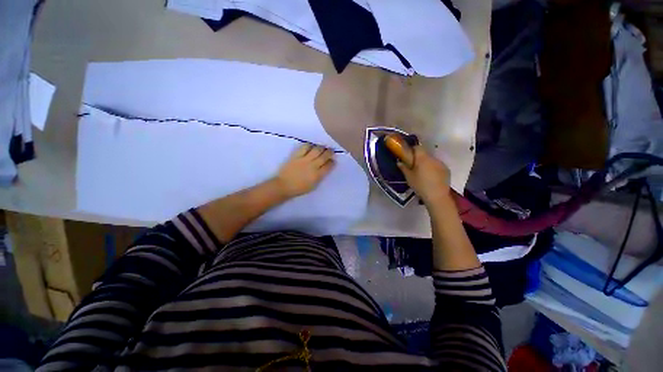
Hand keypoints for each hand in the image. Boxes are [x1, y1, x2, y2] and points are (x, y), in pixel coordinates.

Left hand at [274, 144, 335, 197]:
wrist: (284, 186)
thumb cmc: (299, 188)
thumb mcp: (314, 186)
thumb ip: (320, 177)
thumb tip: (325, 169)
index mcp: (318, 175)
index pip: (329, 166)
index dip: (332, 162)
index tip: (333, 160)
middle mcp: (313, 166)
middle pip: (324, 156)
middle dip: (330, 152)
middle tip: (331, 151)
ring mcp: (304, 160)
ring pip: (316, 149)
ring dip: (321, 147)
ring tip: (322, 147)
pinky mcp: (296, 155)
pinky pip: (305, 147)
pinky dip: (309, 145)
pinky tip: (311, 146)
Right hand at [397, 145, 450, 204]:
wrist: (437, 196)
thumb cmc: (420, 185)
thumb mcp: (409, 177)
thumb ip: (404, 168)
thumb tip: (399, 162)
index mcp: (422, 158)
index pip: (417, 147)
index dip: (412, 150)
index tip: (408, 156)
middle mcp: (433, 158)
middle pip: (425, 154)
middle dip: (419, 158)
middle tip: (414, 167)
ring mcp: (441, 164)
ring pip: (431, 160)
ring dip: (427, 164)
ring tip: (423, 174)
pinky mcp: (446, 170)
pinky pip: (438, 166)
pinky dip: (434, 169)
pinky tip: (431, 178)